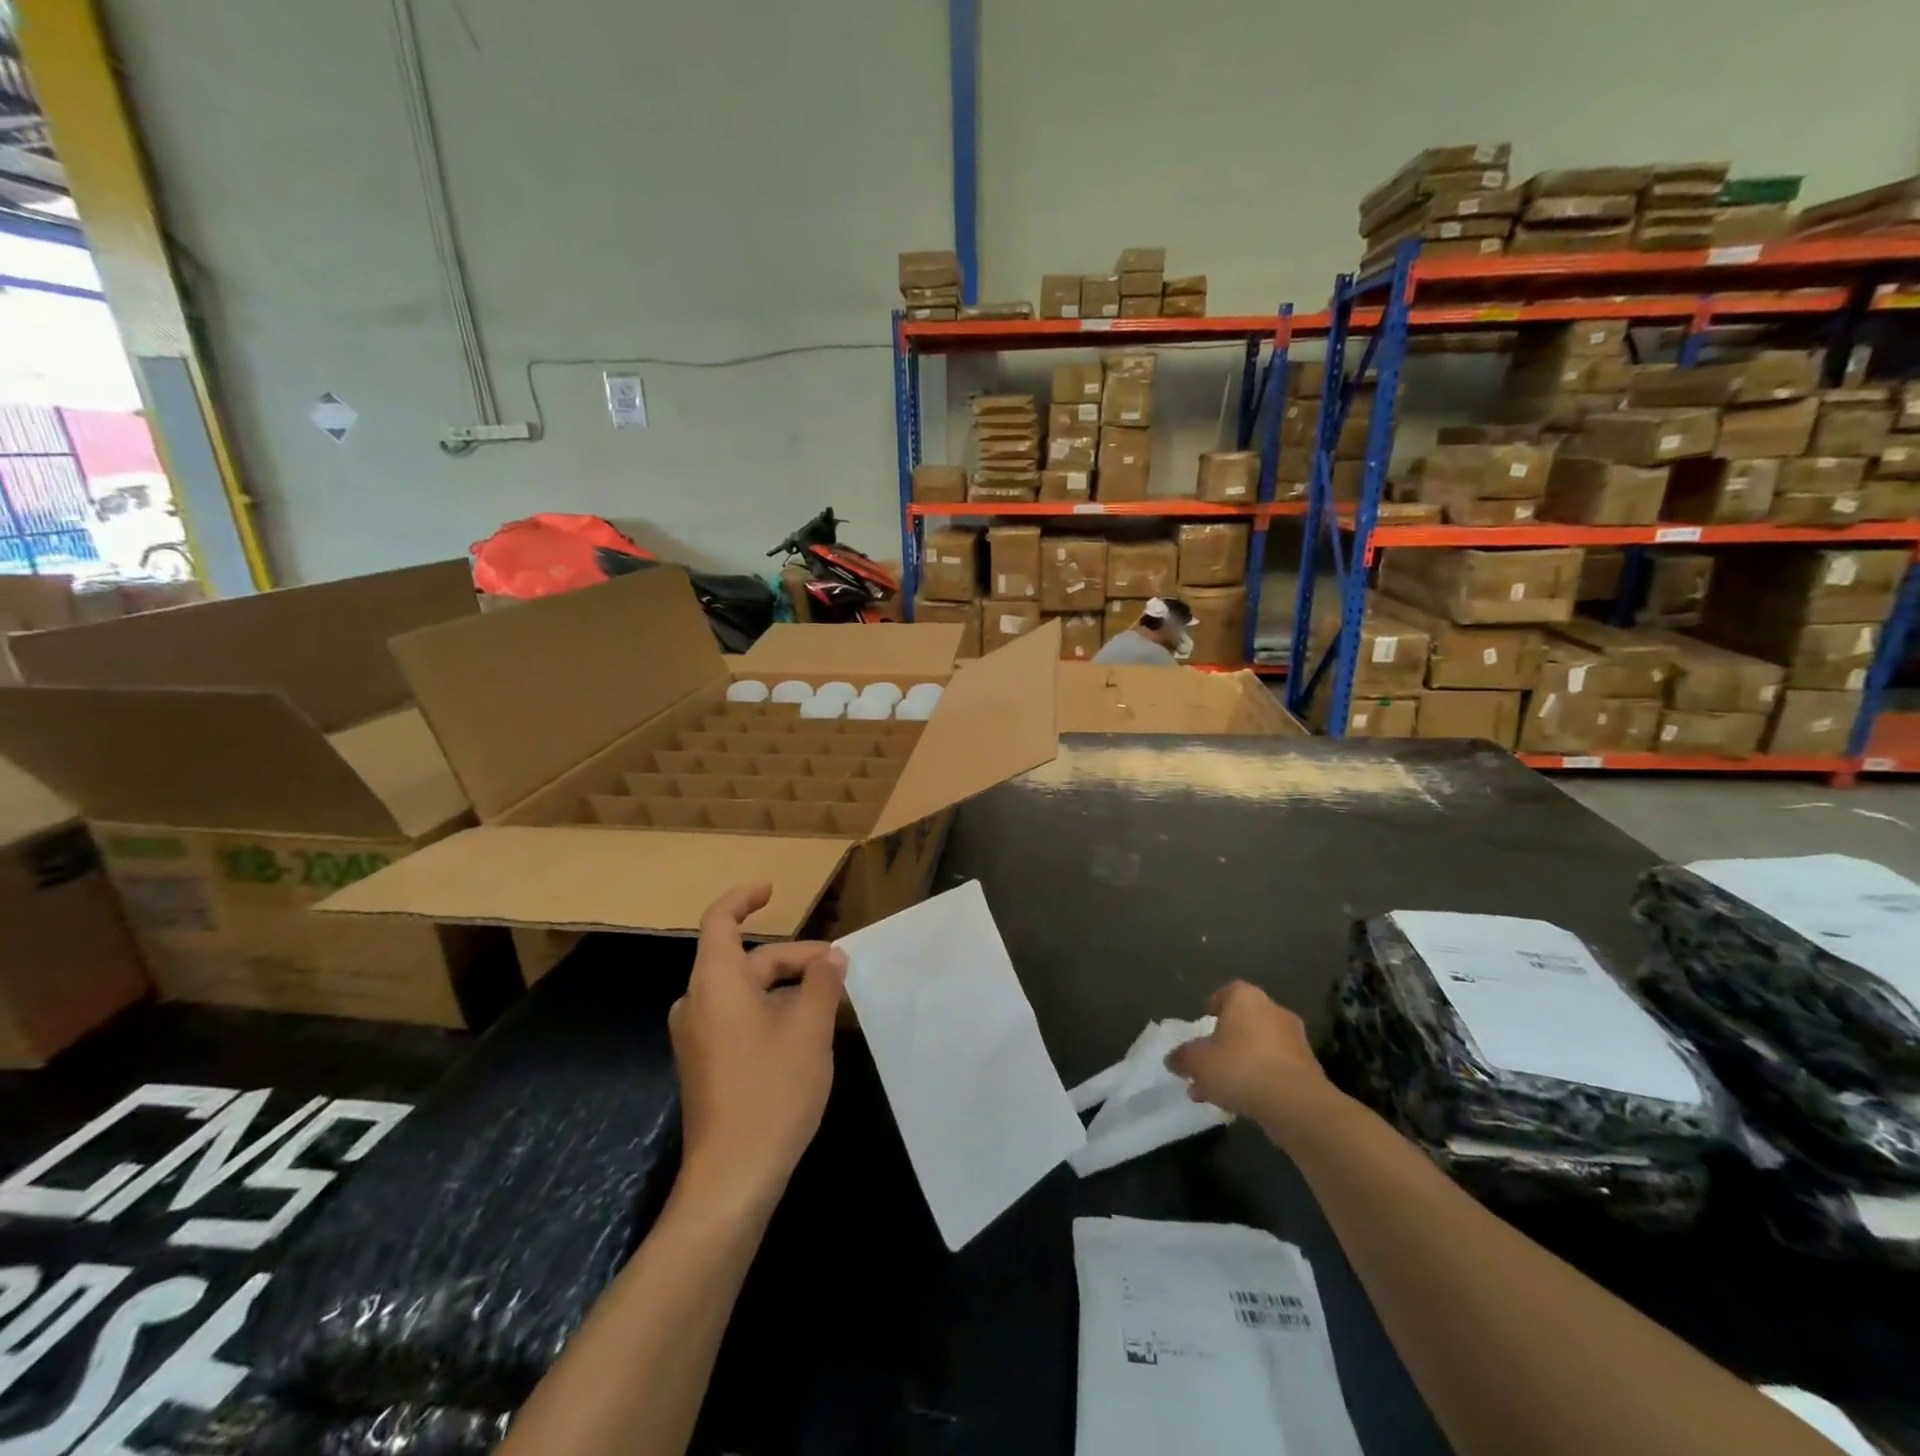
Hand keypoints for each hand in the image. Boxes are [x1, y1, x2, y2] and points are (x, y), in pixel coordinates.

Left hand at [670, 882, 846, 1210]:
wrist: (733, 1176)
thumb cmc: (772, 1090)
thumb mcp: (809, 1028)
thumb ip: (821, 982)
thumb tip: (830, 957)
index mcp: (715, 983)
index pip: (721, 921)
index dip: (745, 898)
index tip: (774, 891)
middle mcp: (697, 1003)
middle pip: (746, 960)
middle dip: (792, 958)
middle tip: (838, 970)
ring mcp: (698, 1037)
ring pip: (745, 992)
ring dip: (785, 987)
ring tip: (828, 1000)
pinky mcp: (705, 1064)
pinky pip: (738, 1018)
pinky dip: (770, 1010)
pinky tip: (804, 1032)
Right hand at [1166, 982, 1333, 1126]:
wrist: (1296, 1104)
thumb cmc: (1240, 1067)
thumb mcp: (1197, 1062)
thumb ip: (1182, 1057)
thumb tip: (1173, 1059)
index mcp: (1246, 998)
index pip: (1226, 992)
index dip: (1212, 1006)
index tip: (1203, 1023)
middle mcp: (1273, 1011)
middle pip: (1243, 1022)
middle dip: (1224, 1041)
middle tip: (1207, 1061)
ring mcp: (1294, 1040)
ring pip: (1258, 1048)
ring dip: (1239, 1064)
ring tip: (1217, 1091)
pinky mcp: (1308, 1069)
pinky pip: (1274, 1069)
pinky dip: (1258, 1080)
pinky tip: (1240, 1102)